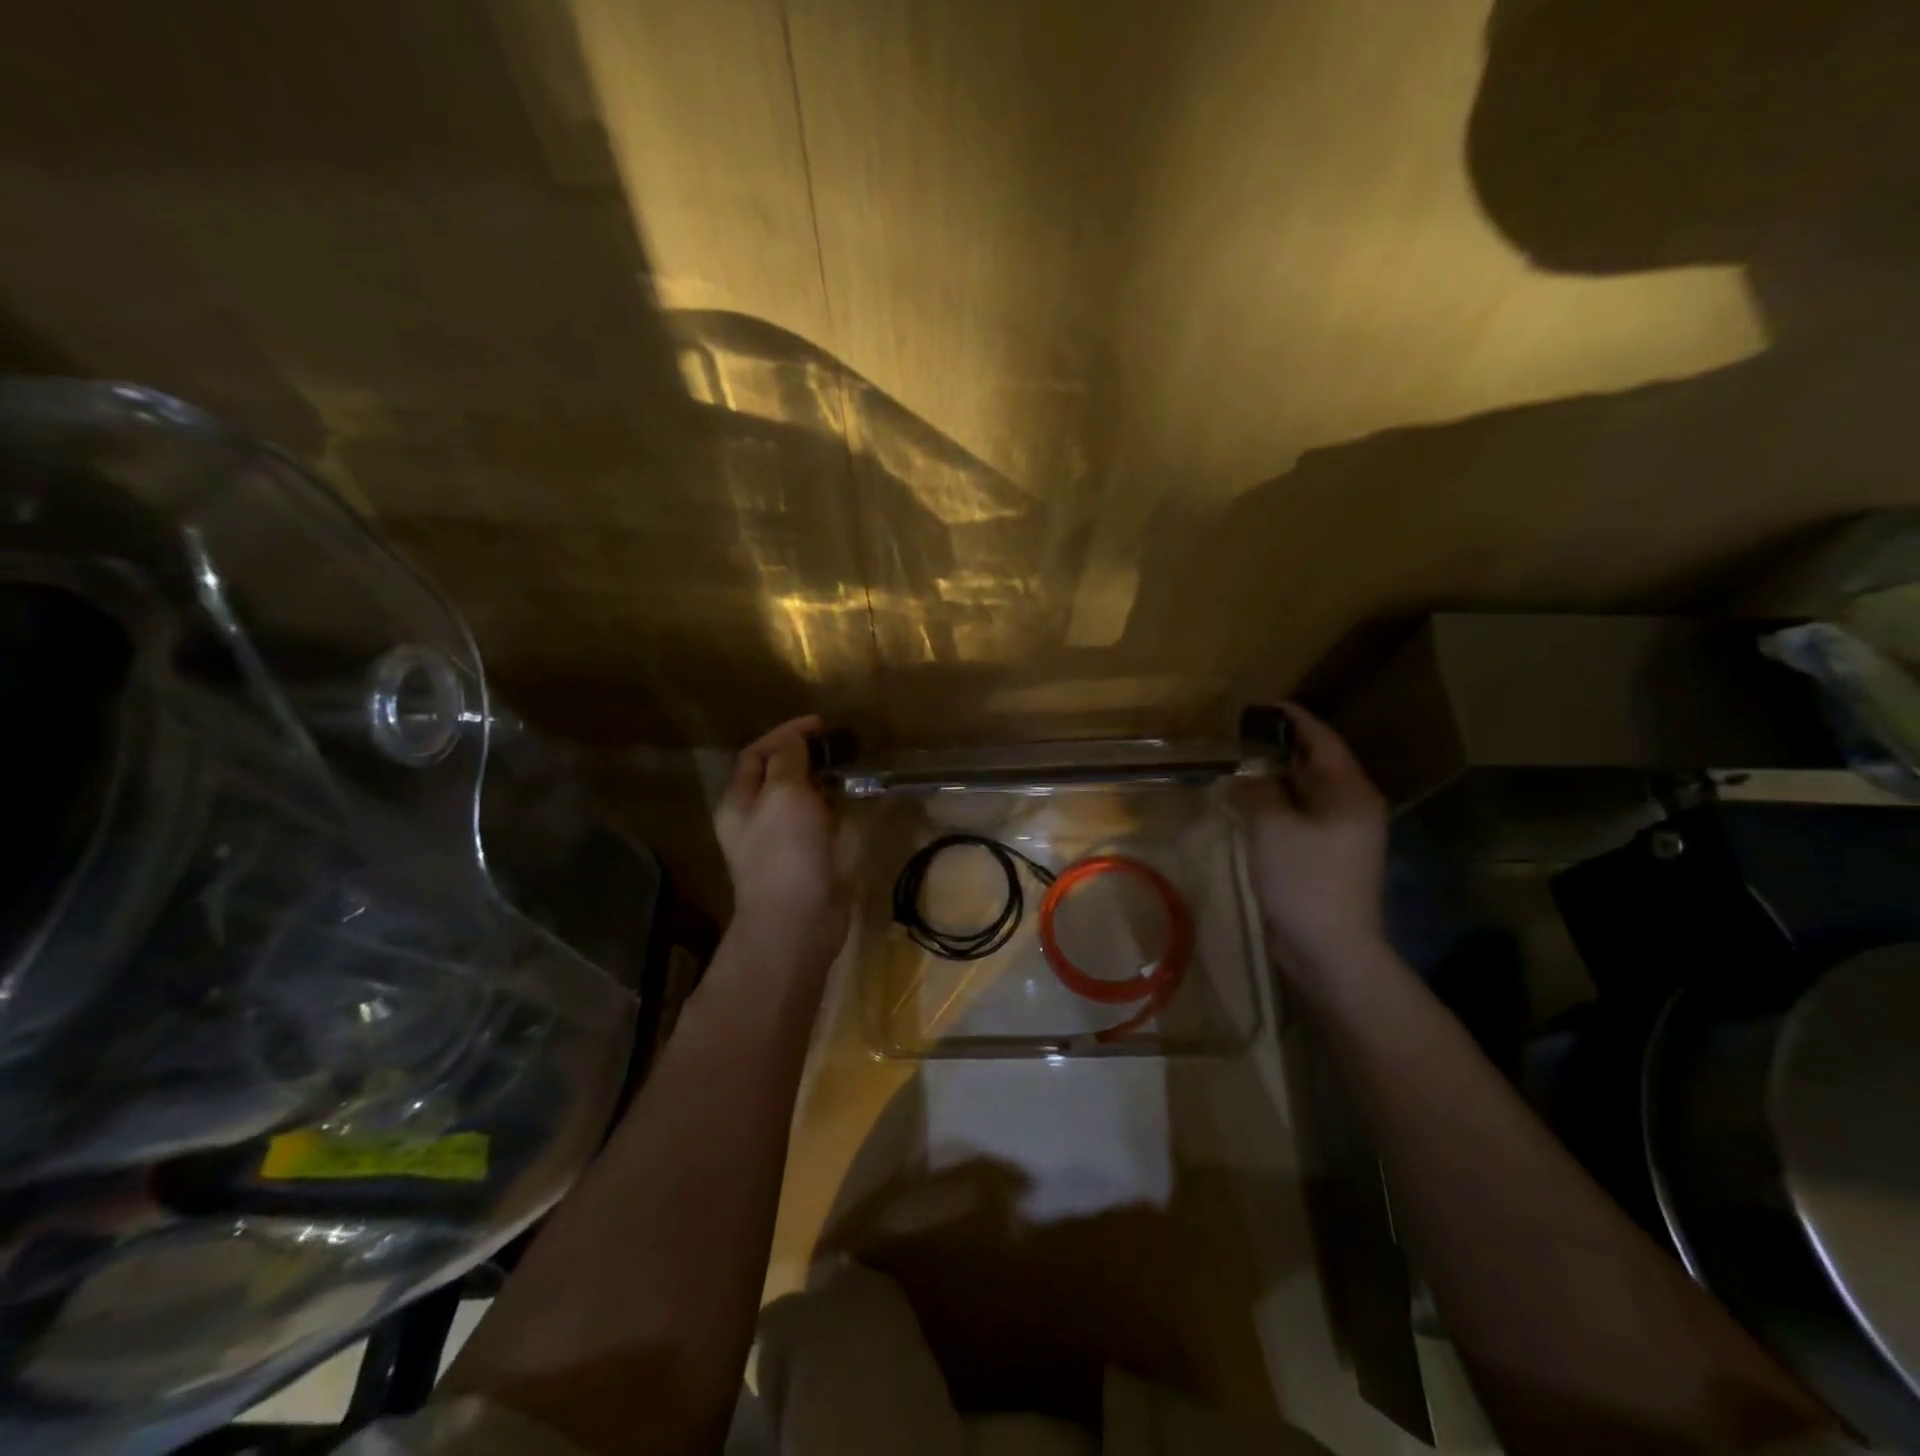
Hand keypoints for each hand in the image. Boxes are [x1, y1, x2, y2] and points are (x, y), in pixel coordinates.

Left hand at [714, 716, 849, 961]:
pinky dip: (835, 807)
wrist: (797, 921)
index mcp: (739, 801)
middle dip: (805, 756)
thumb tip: (795, 738)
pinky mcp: (807, 859)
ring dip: (823, 781)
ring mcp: (782, 841)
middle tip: (839, 744)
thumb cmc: (785, 851)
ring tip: (851, 766)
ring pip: (802, 800)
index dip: (785, 733)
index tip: (820, 724)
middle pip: (778, 776)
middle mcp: (756, 819)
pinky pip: (820, 823)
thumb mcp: (783, 793)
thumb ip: (788, 759)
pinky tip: (855, 801)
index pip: (757, 754)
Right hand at [1229, 703, 1389, 979]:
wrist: (1330, 948)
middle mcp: (1352, 807)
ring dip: (1273, 781)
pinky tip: (1248, 807)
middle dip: (1278, 750)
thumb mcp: (1272, 826)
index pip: (1322, 740)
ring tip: (1237, 768)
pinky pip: (1300, 819)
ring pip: (1305, 794)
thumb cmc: (1305, 879)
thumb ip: (1257, 791)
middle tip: (1239, 738)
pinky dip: (1276, 807)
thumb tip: (1242, 776)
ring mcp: (1342, 835)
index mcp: (1349, 792)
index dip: (1293, 719)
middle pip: (1315, 765)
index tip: (1261, 705)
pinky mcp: (1327, 857)